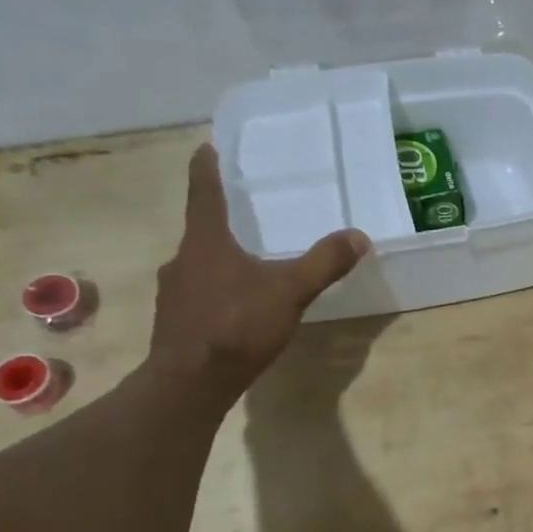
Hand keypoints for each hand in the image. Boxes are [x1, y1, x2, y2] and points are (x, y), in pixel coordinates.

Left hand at [149, 144, 370, 402]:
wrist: (190, 383)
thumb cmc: (237, 326)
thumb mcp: (289, 292)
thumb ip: (323, 264)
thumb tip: (358, 236)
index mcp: (206, 243)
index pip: (204, 194)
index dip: (206, 169)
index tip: (205, 148)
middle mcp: (182, 261)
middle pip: (201, 232)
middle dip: (220, 223)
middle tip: (241, 216)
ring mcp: (174, 294)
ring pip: (199, 266)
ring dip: (218, 261)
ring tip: (244, 266)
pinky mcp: (175, 324)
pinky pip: (198, 296)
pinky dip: (216, 293)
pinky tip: (235, 310)